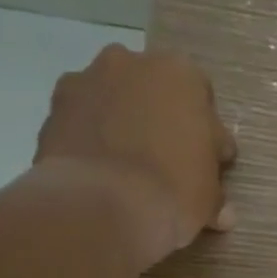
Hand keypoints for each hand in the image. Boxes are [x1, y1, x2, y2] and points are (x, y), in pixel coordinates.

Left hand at [33, 43, 236, 269]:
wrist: (99, 206)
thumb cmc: (172, 191)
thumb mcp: (208, 198)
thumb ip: (214, 195)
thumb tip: (222, 214)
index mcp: (181, 74)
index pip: (202, 104)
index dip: (204, 137)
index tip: (203, 166)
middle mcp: (132, 63)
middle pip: (153, 91)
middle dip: (158, 119)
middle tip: (164, 161)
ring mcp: (87, 81)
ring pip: (113, 99)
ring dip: (120, 122)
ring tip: (124, 168)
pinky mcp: (53, 107)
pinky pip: (81, 120)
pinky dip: (88, 138)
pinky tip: (96, 171)